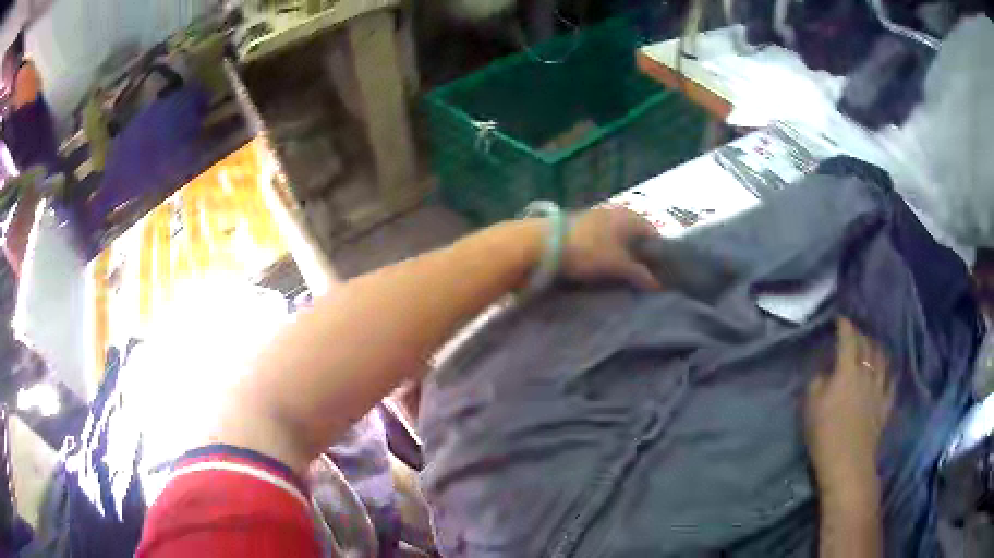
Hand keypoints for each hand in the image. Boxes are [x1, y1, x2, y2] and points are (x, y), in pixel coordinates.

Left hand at [560, 206, 661, 290]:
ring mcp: (597, 215)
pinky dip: (606, 251)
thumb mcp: (618, 265)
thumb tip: (658, 284)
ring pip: (618, 237)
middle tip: (639, 278)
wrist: (544, 242)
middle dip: (639, 256)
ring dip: (621, 254)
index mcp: (630, 216)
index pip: (653, 234)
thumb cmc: (589, 251)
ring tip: (620, 275)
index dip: (658, 255)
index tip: (657, 274)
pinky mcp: (581, 223)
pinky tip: (601, 266)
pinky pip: (602, 239)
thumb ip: (640, 274)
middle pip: (635, 236)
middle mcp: (616, 211)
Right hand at [804, 318, 893, 501]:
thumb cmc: (825, 434)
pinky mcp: (885, 405)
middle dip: (860, 335)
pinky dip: (888, 372)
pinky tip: (886, 372)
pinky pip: (890, 382)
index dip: (844, 326)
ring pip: (882, 359)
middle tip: (854, 333)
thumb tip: (825, 373)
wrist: (847, 463)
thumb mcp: (810, 407)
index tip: (840, 319)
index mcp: (847, 370)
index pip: (848, 339)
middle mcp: (867, 373)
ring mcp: (879, 388)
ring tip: (872, 347)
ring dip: (876, 349)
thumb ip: (817, 382)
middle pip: (867, 345)